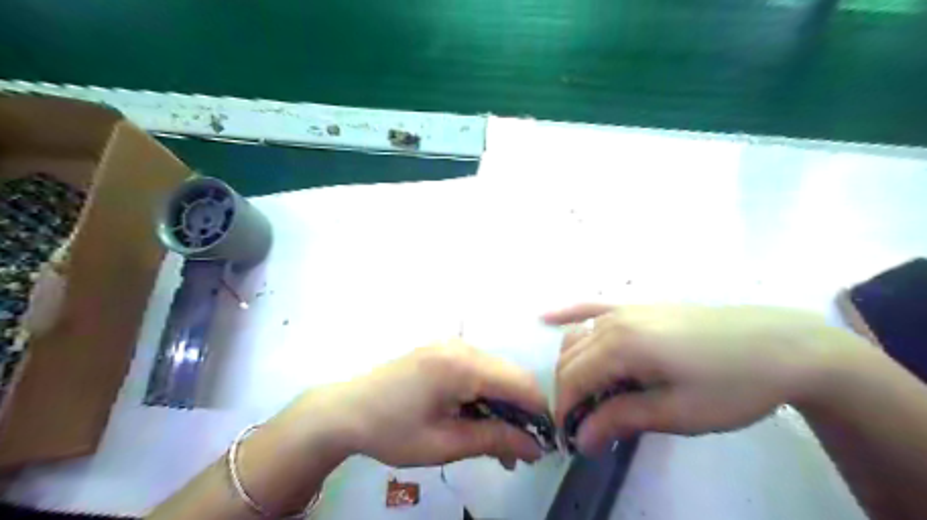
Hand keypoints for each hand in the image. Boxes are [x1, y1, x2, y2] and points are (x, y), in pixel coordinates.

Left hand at [306, 341, 547, 465]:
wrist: (344, 410)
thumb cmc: (391, 430)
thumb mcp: (444, 443)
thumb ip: (493, 439)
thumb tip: (535, 447)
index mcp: (462, 365)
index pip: (520, 383)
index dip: (539, 413)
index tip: (545, 443)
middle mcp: (462, 346)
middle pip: (510, 376)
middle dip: (521, 412)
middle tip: (519, 451)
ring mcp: (450, 345)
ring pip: (495, 373)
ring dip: (502, 405)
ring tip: (498, 443)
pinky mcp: (442, 351)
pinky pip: (477, 370)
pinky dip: (484, 394)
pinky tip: (477, 419)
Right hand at [545, 303, 868, 452]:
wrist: (782, 346)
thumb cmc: (732, 385)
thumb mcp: (678, 413)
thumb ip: (622, 419)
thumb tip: (581, 439)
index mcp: (622, 345)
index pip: (573, 379)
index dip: (566, 411)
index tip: (570, 441)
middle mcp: (614, 321)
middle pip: (571, 359)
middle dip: (568, 394)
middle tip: (583, 427)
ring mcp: (625, 308)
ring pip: (578, 337)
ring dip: (572, 367)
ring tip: (588, 396)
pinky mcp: (639, 306)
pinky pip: (593, 307)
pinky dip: (568, 313)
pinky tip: (546, 318)